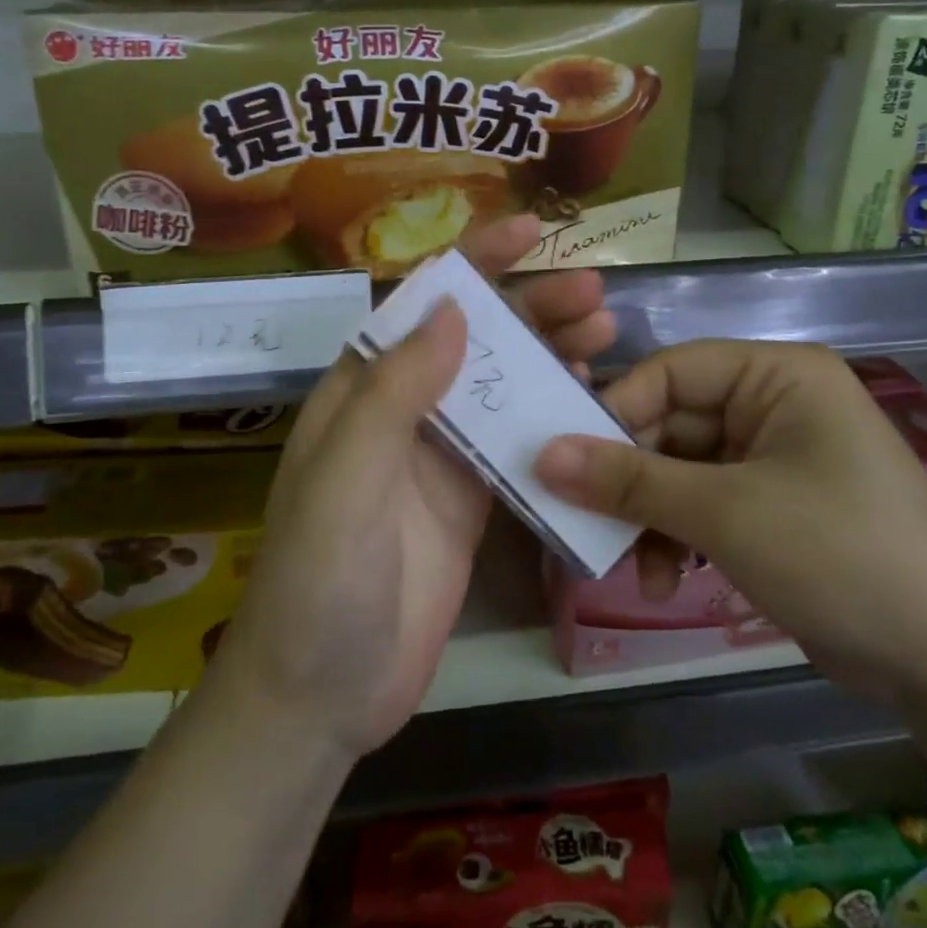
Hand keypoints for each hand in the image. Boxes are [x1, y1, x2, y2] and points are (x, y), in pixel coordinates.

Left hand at [210, 216, 615, 760]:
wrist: (322, 695)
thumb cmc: (319, 582)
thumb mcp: (344, 480)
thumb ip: (393, 394)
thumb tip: (452, 309)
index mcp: (360, 390)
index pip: (419, 305)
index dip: (472, 262)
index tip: (528, 232)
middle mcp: (401, 410)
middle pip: (472, 340)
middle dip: (529, 309)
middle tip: (593, 296)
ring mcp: (439, 456)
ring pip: (501, 386)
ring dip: (550, 355)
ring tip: (607, 336)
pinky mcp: (470, 500)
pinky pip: (517, 442)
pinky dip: (552, 416)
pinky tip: (592, 401)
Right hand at [534, 340, 926, 808]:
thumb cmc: (839, 557)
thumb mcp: (725, 514)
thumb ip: (630, 481)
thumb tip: (542, 455)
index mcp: (776, 375)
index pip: (668, 371)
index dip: (614, 412)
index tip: (564, 460)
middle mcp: (773, 403)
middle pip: (670, 423)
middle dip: (630, 479)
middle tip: (583, 522)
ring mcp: (772, 455)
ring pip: (679, 469)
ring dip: (649, 516)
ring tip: (630, 568)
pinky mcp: (771, 504)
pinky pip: (702, 502)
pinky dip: (677, 536)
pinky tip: (665, 580)